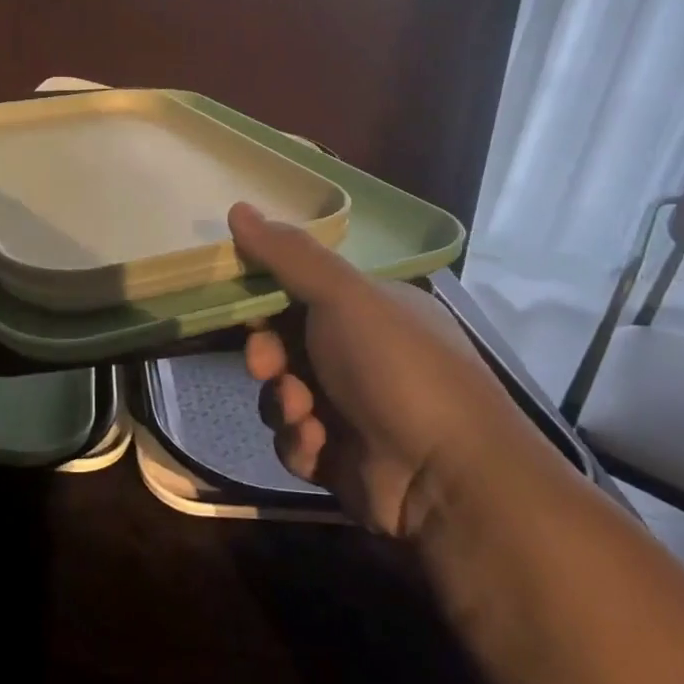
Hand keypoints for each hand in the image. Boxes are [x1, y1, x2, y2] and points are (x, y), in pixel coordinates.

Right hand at [230, 202, 525, 535]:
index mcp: (370, 310)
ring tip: (306, 416)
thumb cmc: (394, 367)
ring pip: (282, 395)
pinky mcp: (342, 458)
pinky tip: (321, 448)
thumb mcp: (343, 296)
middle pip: (284, 346)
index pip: (301, 292)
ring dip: (284, 403)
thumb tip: (236, 207)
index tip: (248, 309)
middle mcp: (362, 355)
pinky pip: (295, 441)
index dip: (266, 300)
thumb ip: (288, 254)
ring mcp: (352, 409)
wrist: (446, 476)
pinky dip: (301, 444)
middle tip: (268, 366)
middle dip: (268, 357)